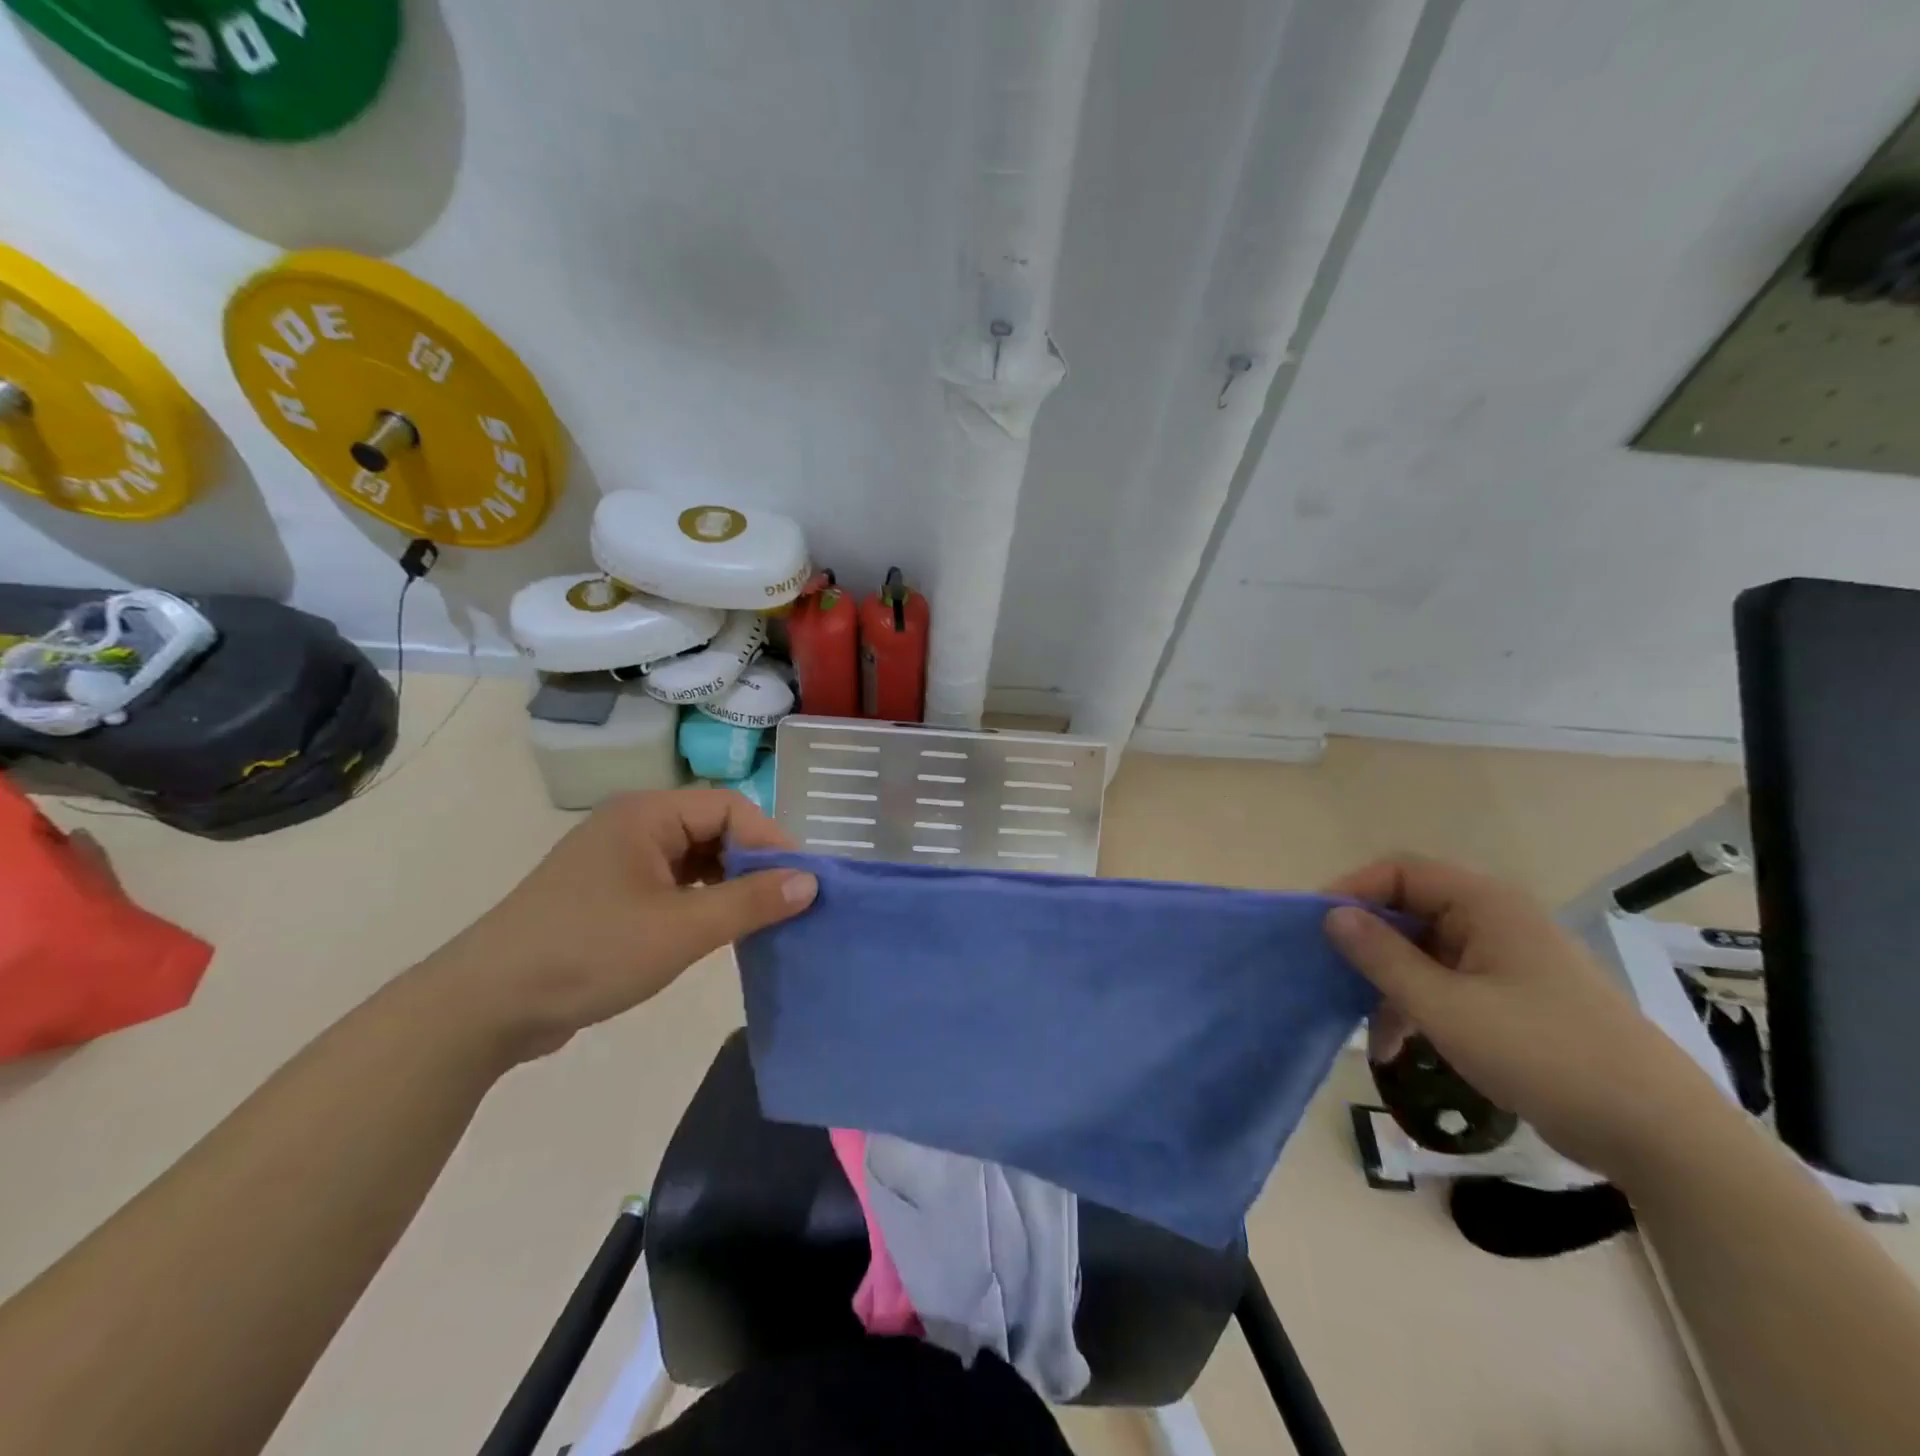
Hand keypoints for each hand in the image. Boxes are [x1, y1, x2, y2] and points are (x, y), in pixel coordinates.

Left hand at [421, 790, 816, 1062]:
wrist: (484, 1007)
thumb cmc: (590, 952)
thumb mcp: (682, 929)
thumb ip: (751, 901)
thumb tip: (811, 881)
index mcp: (648, 814)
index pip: (730, 807)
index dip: (771, 840)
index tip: (800, 883)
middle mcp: (633, 825)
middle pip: (713, 829)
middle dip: (752, 863)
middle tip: (783, 905)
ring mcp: (617, 859)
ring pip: (694, 858)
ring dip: (728, 885)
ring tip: (756, 921)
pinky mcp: (608, 893)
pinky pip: (671, 883)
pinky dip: (700, 901)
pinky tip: (715, 930)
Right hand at [1324, 856, 1723, 1180]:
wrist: (1659, 1134)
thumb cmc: (1544, 1055)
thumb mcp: (1446, 1008)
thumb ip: (1382, 957)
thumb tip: (1332, 914)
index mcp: (1483, 904)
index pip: (1398, 872)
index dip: (1350, 891)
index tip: (1313, 928)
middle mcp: (1493, 919)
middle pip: (1407, 910)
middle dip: (1365, 945)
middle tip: (1328, 976)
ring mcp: (1504, 958)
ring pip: (1421, 951)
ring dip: (1388, 984)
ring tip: (1365, 1029)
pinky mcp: (1512, 995)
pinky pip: (1445, 981)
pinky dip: (1416, 1006)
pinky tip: (1396, 1046)